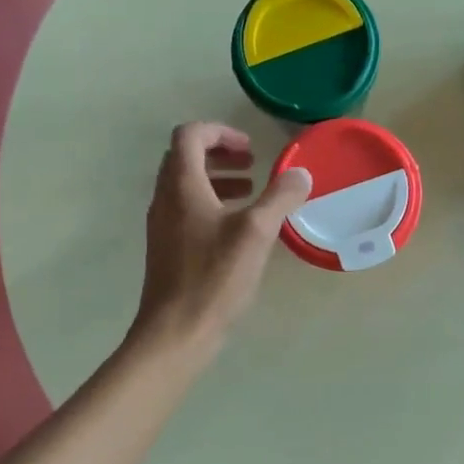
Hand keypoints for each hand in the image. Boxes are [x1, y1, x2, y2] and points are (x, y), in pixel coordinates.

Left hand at [132, 123, 311, 356]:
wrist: (175, 332)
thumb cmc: (214, 277)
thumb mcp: (256, 233)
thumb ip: (280, 198)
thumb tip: (301, 174)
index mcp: (182, 186)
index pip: (190, 136)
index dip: (220, 132)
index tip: (250, 148)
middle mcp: (165, 199)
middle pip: (185, 157)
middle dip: (219, 153)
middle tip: (251, 165)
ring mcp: (162, 225)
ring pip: (185, 185)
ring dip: (216, 179)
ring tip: (250, 193)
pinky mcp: (167, 248)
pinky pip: (186, 210)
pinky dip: (210, 204)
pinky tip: (237, 229)